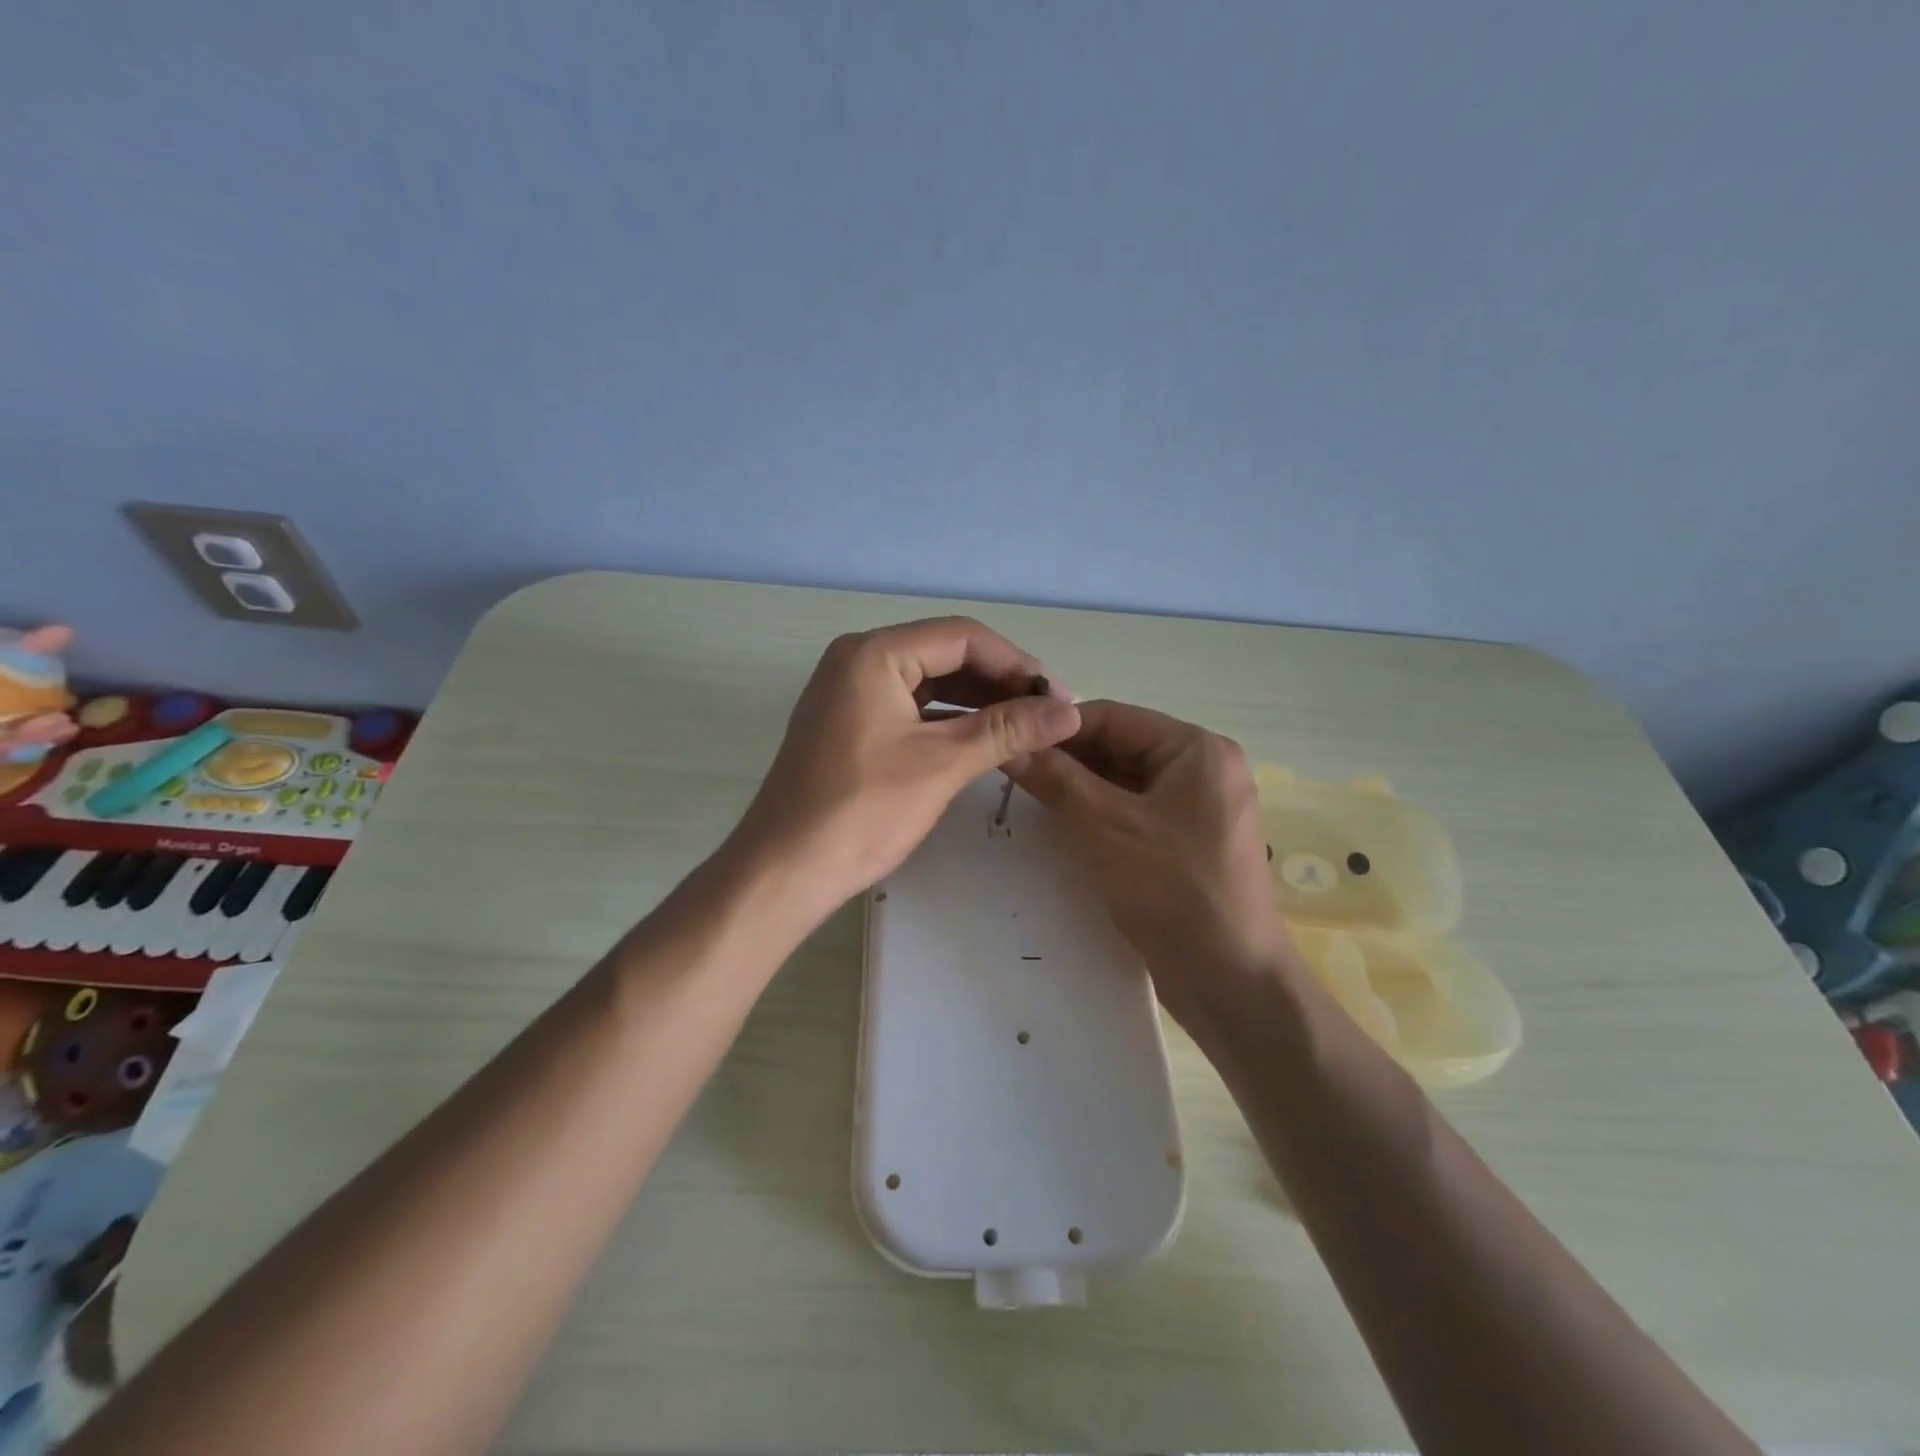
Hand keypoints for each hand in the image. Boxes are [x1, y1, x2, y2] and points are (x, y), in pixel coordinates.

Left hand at [730, 617, 1079, 923]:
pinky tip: (984, 742)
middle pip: (945, 655)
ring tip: (1026, 729)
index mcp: (874, 653)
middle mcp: (858, 660)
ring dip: (978, 704)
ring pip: (929, 684)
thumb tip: (1070, 712)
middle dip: (1000, 683)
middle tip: (1049, 715)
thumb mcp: (942, 764)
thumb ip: (1008, 730)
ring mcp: (849, 694)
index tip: (1060, 697)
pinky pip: (910, 709)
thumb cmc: (862, 810)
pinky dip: (949, 722)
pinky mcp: (849, 726)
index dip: (1017, 664)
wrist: (785, 870)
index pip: (962, 637)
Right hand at [1006, 700, 1298, 1037]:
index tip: (1010, 739)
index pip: (1114, 717)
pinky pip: (1135, 810)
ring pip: (1124, 780)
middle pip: (1120, 746)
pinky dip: (1099, 812)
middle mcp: (1203, 768)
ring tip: (1027, 794)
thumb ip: (1057, 780)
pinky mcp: (1188, 840)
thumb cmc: (1173, 889)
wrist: (1231, 979)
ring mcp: (1198, 806)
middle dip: (1068, 758)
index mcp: (1196, 749)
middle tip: (1012, 770)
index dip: (1058, 727)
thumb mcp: (1106, 827)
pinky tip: (1061, 822)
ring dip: (1079, 786)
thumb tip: (1011, 744)